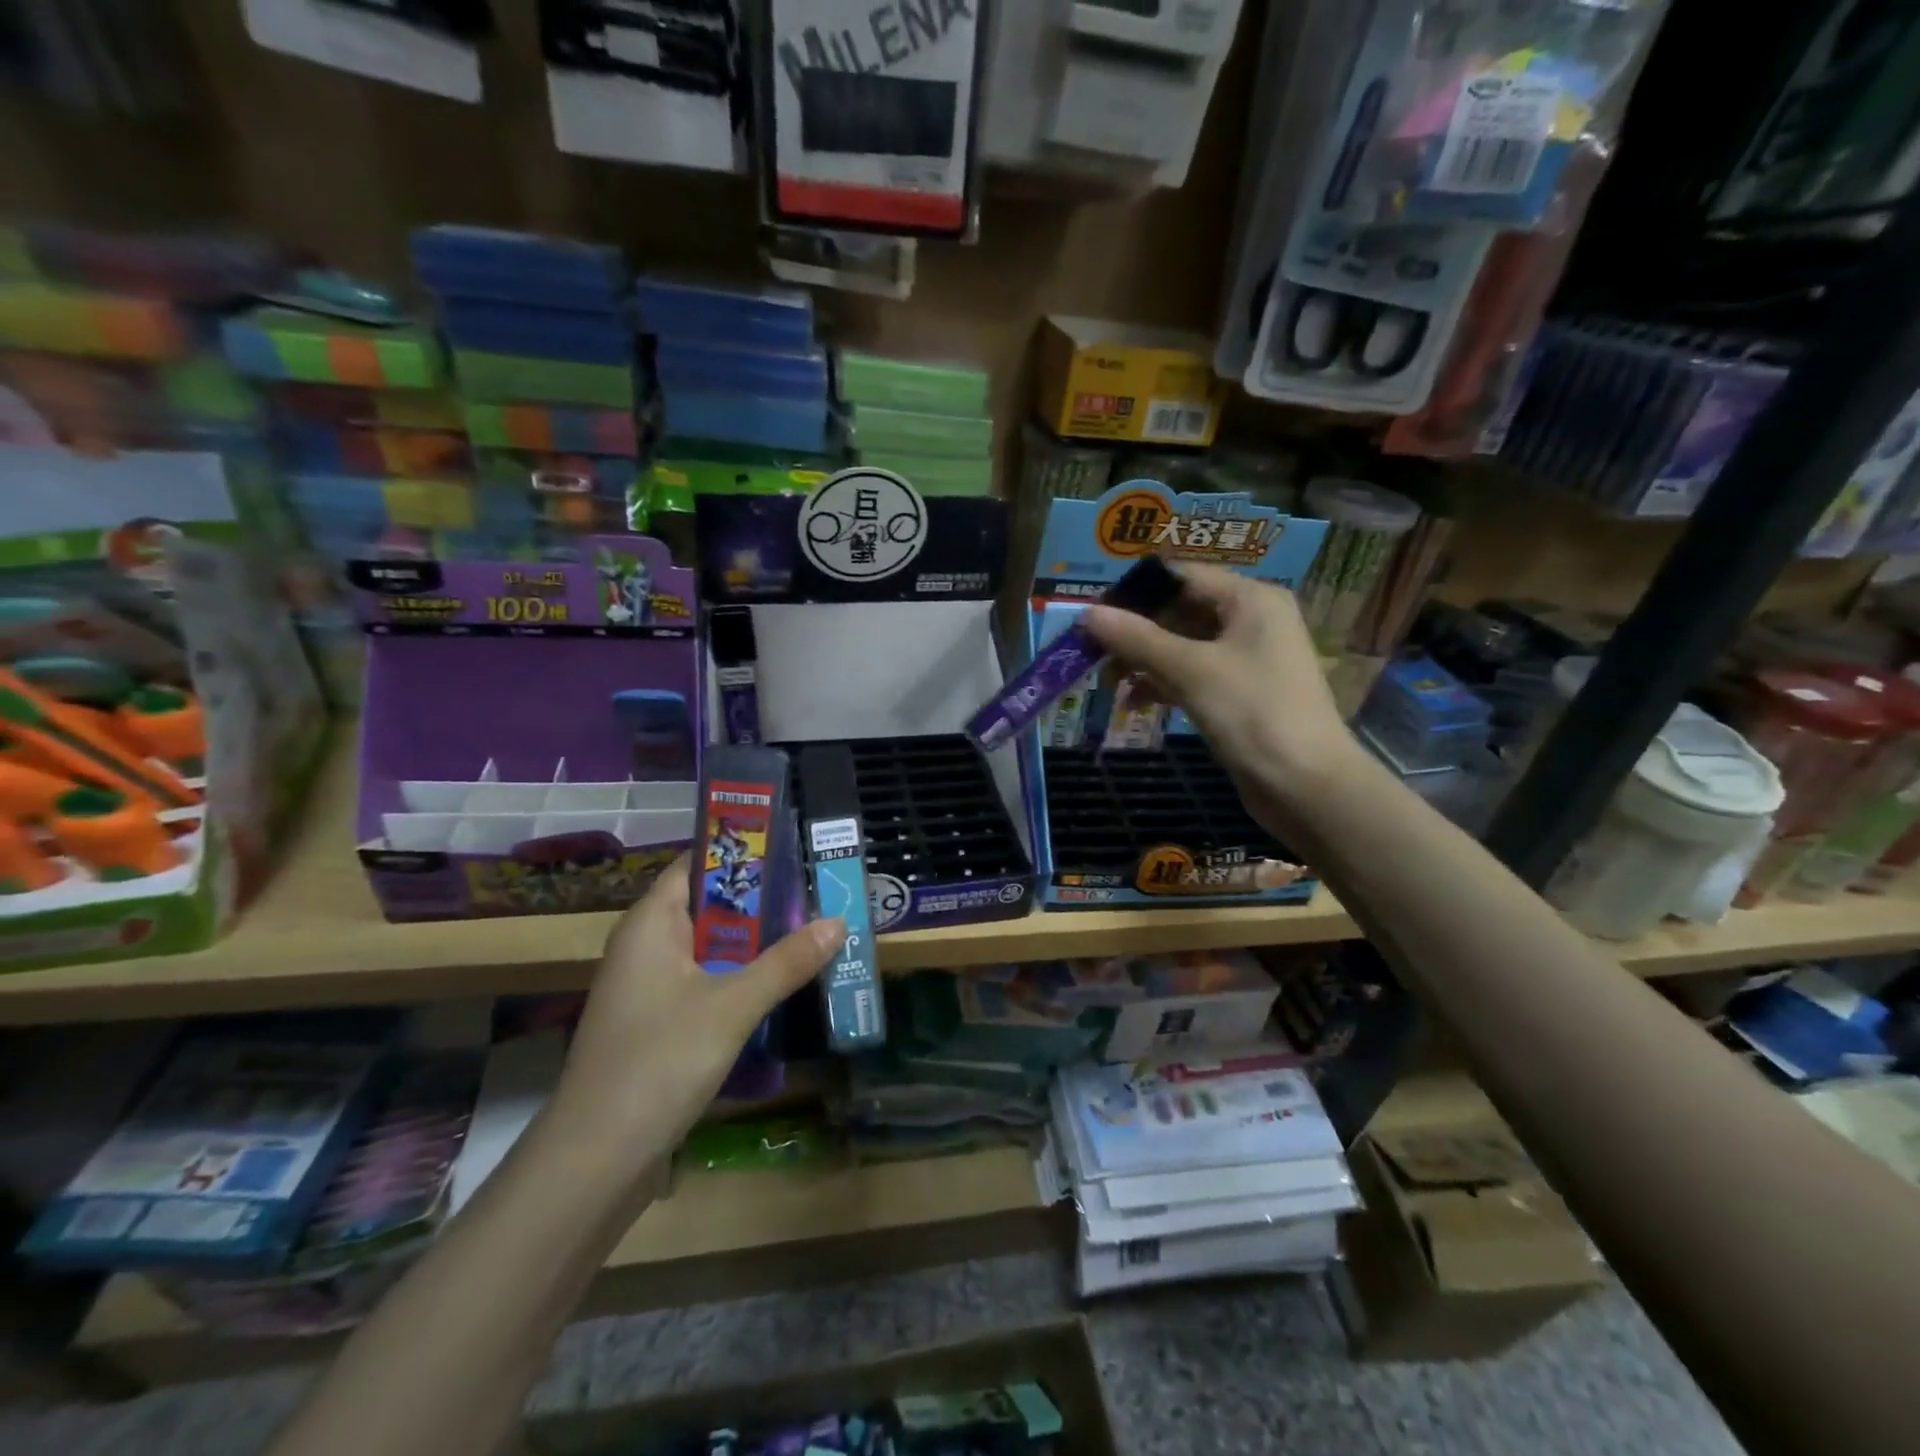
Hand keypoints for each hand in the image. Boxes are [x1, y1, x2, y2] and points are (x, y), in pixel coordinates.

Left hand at [547, 856, 843, 1178]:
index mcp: (651, 924)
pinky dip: (741, 976)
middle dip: (762, 900)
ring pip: (711, 947)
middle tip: (816, 891)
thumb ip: (786, 962)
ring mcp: (650, 986)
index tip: (792, 846)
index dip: (741, 851)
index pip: (696, 864)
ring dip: (756, 941)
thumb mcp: (732, 1006)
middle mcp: (646, 945)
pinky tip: (780, 983)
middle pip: (709, 905)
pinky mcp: (659, 1022)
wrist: (596, 1160)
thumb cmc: (659, 1062)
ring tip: (811, 930)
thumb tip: (839, 922)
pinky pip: (706, 981)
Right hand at [1082, 562, 1363, 833]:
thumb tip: (1087, 613)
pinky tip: (1134, 702)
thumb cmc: (1253, 714)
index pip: (1182, 577)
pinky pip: (1193, 675)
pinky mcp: (1240, 693)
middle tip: (1094, 652)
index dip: (1136, 593)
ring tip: (1109, 680)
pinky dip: (1164, 683)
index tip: (1094, 615)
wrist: (1306, 785)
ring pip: (1184, 646)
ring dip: (1146, 660)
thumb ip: (1137, 639)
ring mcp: (1247, 659)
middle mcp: (1252, 620)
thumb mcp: (1190, 670)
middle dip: (1137, 631)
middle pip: (1181, 610)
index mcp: (1251, 600)